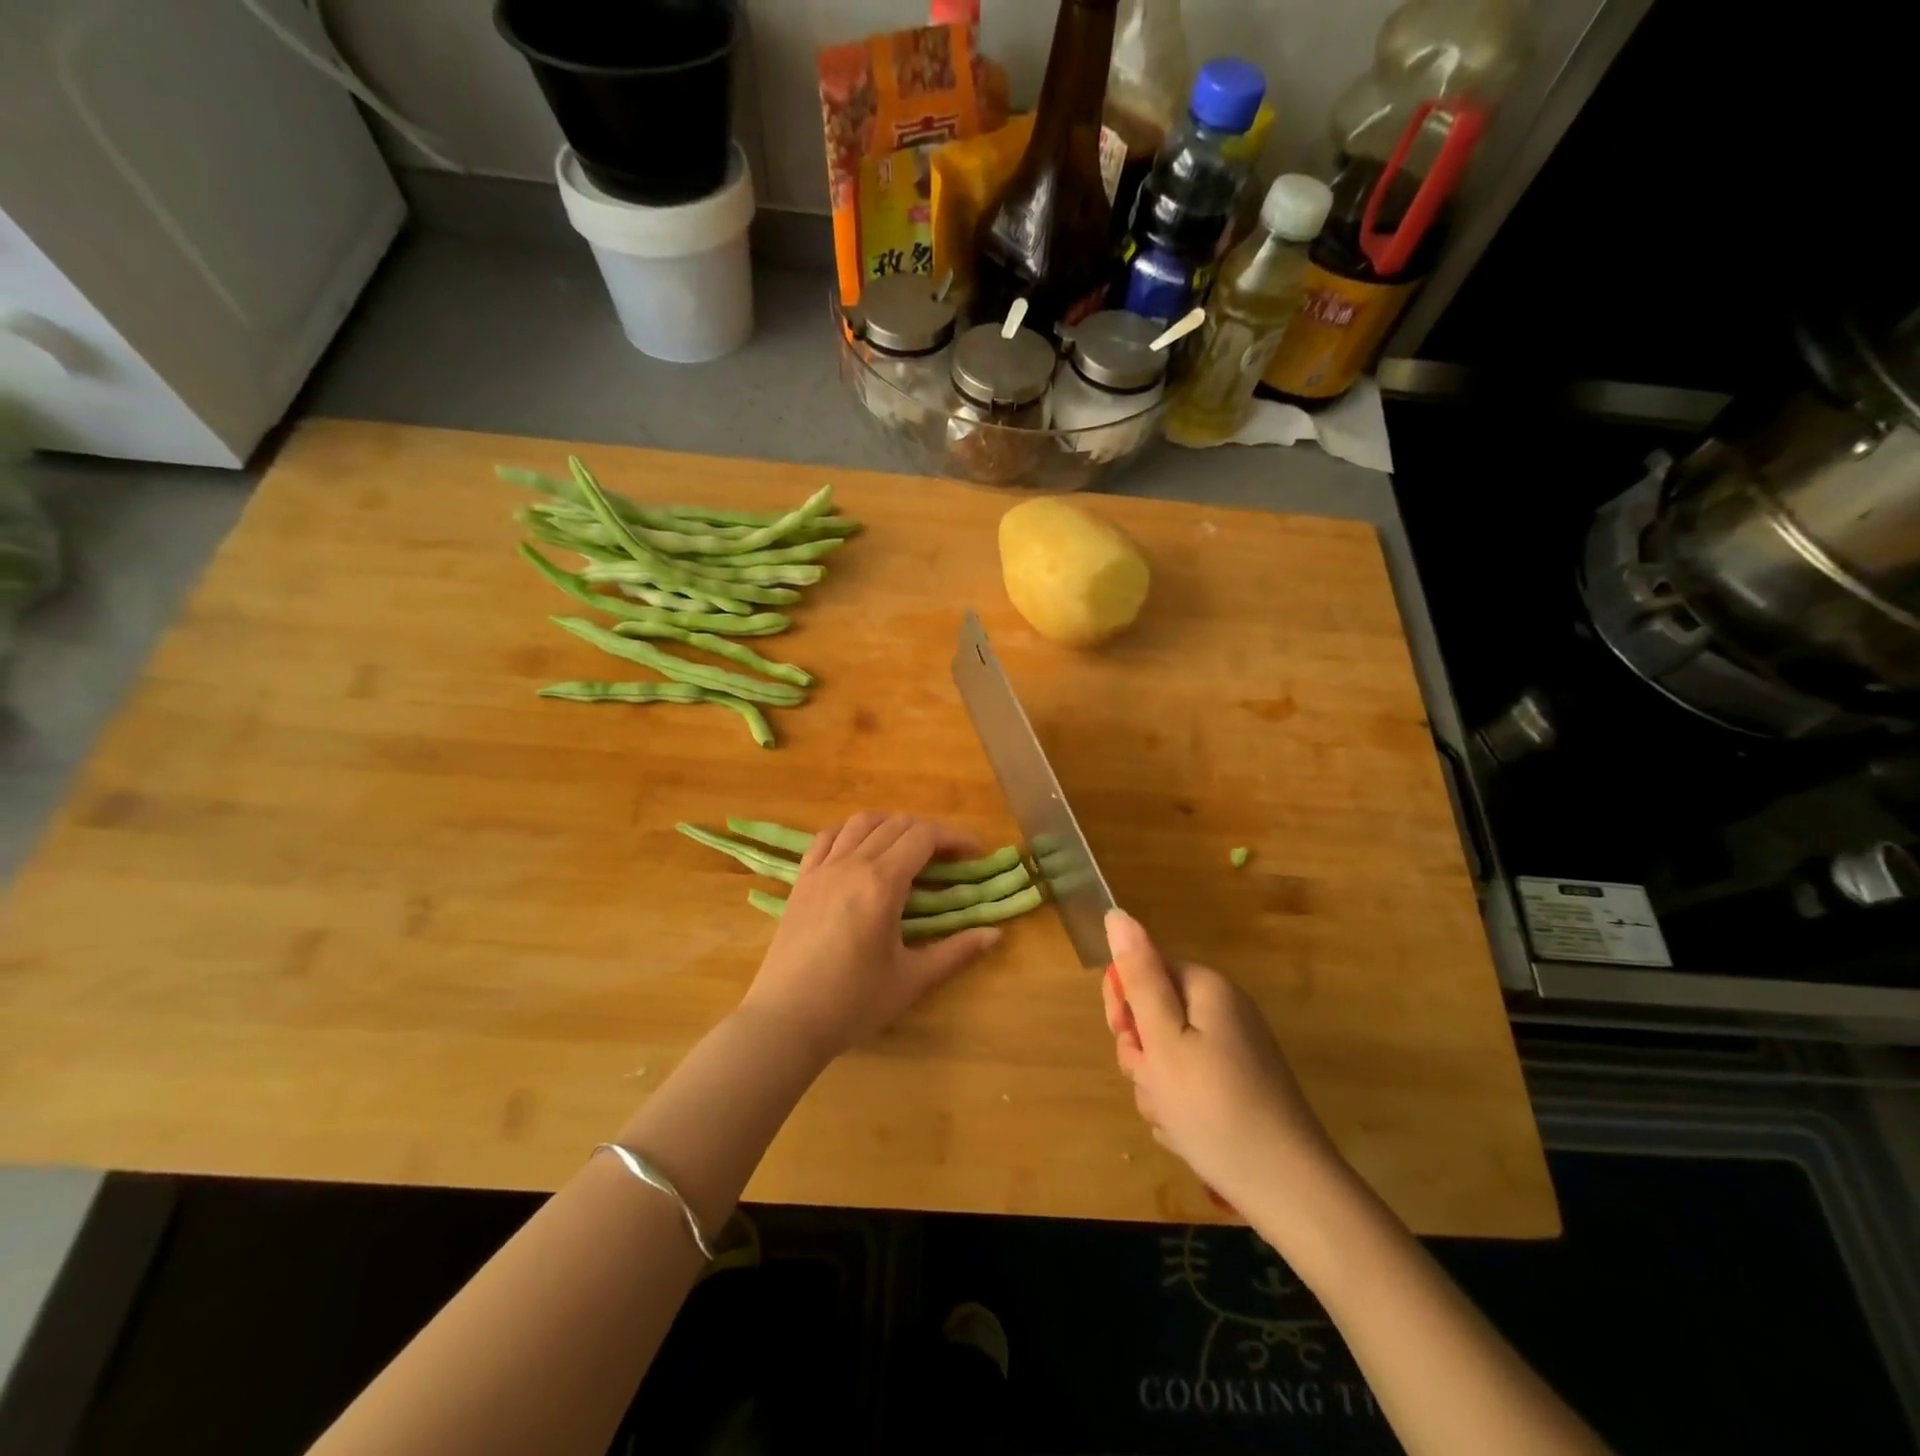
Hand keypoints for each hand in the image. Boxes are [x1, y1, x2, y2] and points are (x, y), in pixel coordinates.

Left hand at [739, 813, 1002, 1062]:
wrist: (786, 1020)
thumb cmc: (853, 1003)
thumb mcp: (912, 979)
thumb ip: (956, 951)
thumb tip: (996, 934)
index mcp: (882, 883)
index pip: (925, 837)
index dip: (955, 837)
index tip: (976, 852)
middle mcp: (852, 863)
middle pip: (897, 824)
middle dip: (930, 832)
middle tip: (949, 857)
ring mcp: (822, 869)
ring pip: (861, 822)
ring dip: (891, 825)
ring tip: (907, 847)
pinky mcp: (801, 880)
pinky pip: (826, 838)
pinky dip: (851, 832)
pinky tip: (860, 850)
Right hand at [1101, 908, 1344, 1213]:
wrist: (1289, 1191)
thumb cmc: (1214, 1108)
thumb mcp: (1163, 1039)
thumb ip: (1139, 976)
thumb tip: (1117, 915)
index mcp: (1206, 988)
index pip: (1144, 969)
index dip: (1124, 1004)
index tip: (1127, 1039)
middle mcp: (1224, 1010)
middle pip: (1155, 1014)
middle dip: (1142, 1053)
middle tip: (1154, 1083)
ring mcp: (1235, 1050)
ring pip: (1168, 1055)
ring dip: (1157, 1086)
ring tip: (1173, 1118)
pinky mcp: (1239, 1086)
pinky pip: (1190, 1084)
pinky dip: (1180, 1106)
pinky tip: (1189, 1134)